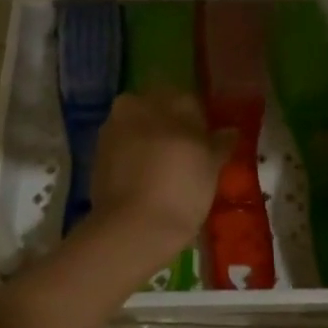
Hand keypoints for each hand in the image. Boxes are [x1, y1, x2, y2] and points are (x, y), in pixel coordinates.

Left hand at [88, 91, 231, 251]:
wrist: (132, 227)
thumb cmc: (180, 189)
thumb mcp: (211, 167)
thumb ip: (220, 143)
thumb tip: (229, 131)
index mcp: (169, 100)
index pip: (190, 101)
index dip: (201, 123)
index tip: (207, 145)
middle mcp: (137, 103)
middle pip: (160, 110)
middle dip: (172, 127)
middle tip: (187, 157)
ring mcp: (113, 128)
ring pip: (139, 127)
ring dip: (150, 141)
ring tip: (166, 171)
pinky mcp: (97, 154)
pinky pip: (123, 148)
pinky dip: (134, 157)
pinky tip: (146, 179)